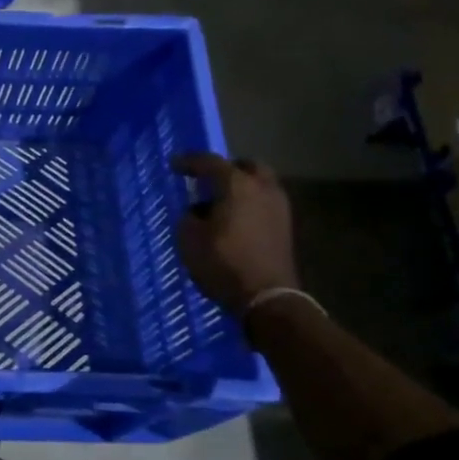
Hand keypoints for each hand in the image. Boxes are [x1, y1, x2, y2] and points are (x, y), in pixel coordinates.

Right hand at [171, 152, 298, 314]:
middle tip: (206, 178)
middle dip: (226, 168)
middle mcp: (263, 189)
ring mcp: (279, 208)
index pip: (211, 162)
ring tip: (218, 203)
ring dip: (240, 187)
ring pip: (259, 184)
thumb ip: (189, 217)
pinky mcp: (285, 227)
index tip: (174, 165)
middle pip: (246, 166)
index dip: (189, 162)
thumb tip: (198, 212)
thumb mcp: (189, 239)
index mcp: (237, 185)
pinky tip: (232, 220)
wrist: (267, 297)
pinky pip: (263, 203)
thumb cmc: (223, 262)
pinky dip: (248, 204)